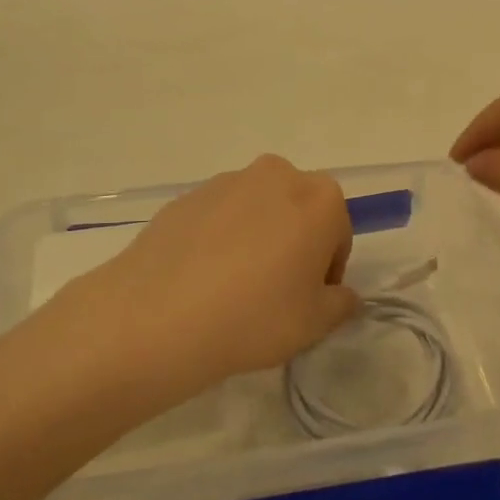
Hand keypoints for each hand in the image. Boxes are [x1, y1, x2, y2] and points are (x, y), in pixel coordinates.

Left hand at [63, 155, 359, 400]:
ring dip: (257, 239)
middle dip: (294, 244)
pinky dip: (219, 240)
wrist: (158, 316)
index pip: (338, 233)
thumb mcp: (315, 323)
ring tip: (233, 289)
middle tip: (275, 293)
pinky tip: (202, 281)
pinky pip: (218, 218)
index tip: (308, 301)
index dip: (327, 271)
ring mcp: (226, 182)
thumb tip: (340, 295)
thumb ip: (341, 304)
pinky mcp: (185, 197)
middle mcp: (277, 175)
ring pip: (257, 211)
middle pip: (298, 211)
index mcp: (320, 198)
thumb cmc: (255, 316)